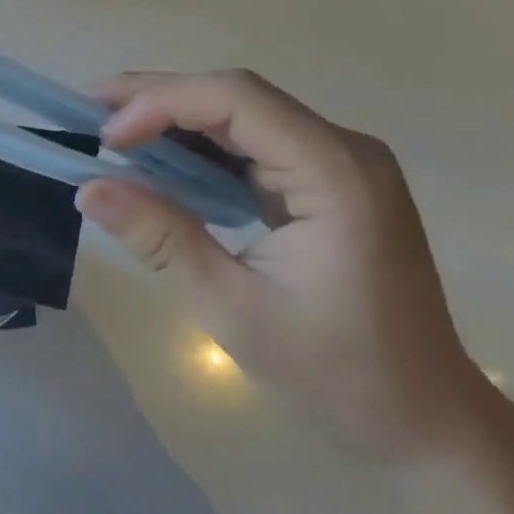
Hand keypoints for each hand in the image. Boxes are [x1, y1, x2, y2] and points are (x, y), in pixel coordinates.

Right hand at [76, 71, 491, 459]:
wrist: (426, 419)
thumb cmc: (337, 373)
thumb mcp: (232, 309)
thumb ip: (161, 238)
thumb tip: (88, 189)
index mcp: (337, 174)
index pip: (237, 99)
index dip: (163, 102)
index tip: (107, 137)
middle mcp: (344, 149)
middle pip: (237, 94)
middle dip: (159, 97)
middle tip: (90, 112)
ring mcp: (340, 160)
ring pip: (242, 110)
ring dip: (175, 116)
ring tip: (113, 130)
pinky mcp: (328, 178)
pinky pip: (254, 139)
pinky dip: (201, 144)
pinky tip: (161, 158)